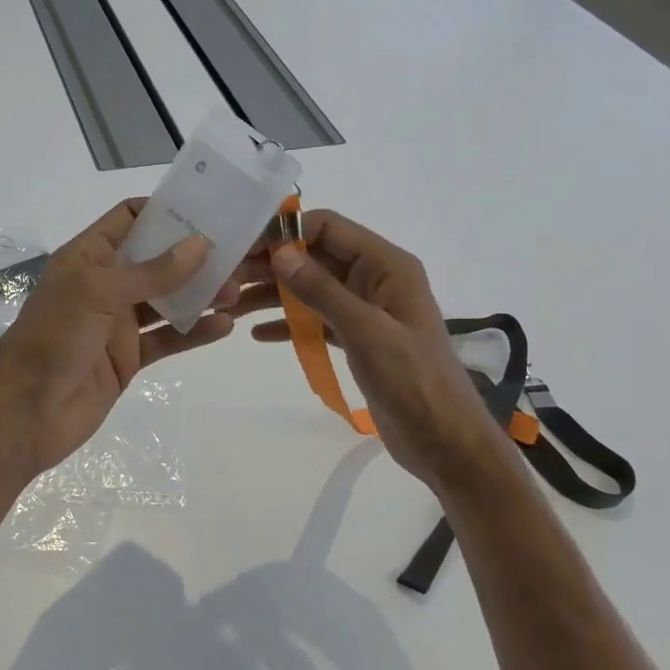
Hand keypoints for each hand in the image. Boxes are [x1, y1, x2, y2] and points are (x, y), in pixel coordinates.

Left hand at [0, 199, 238, 476]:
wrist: (28, 412)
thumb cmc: (54, 339)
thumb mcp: (99, 293)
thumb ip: (152, 272)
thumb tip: (199, 244)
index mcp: (88, 257)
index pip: (129, 219)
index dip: (164, 210)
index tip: (208, 207)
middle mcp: (105, 285)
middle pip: (157, 260)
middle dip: (194, 255)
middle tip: (239, 252)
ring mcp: (118, 323)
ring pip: (167, 300)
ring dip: (200, 294)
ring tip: (239, 290)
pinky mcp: (129, 357)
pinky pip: (168, 338)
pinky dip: (194, 332)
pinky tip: (224, 325)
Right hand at [231, 210, 504, 493]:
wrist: (443, 441)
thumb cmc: (412, 380)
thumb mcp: (366, 331)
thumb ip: (323, 291)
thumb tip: (280, 253)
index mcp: (387, 266)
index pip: (329, 229)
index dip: (287, 232)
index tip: (244, 247)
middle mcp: (375, 280)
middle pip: (315, 258)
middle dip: (272, 266)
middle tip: (226, 278)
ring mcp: (365, 311)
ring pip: (311, 290)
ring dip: (273, 295)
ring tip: (230, 305)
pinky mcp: (356, 340)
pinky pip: (316, 321)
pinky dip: (289, 324)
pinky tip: (257, 333)